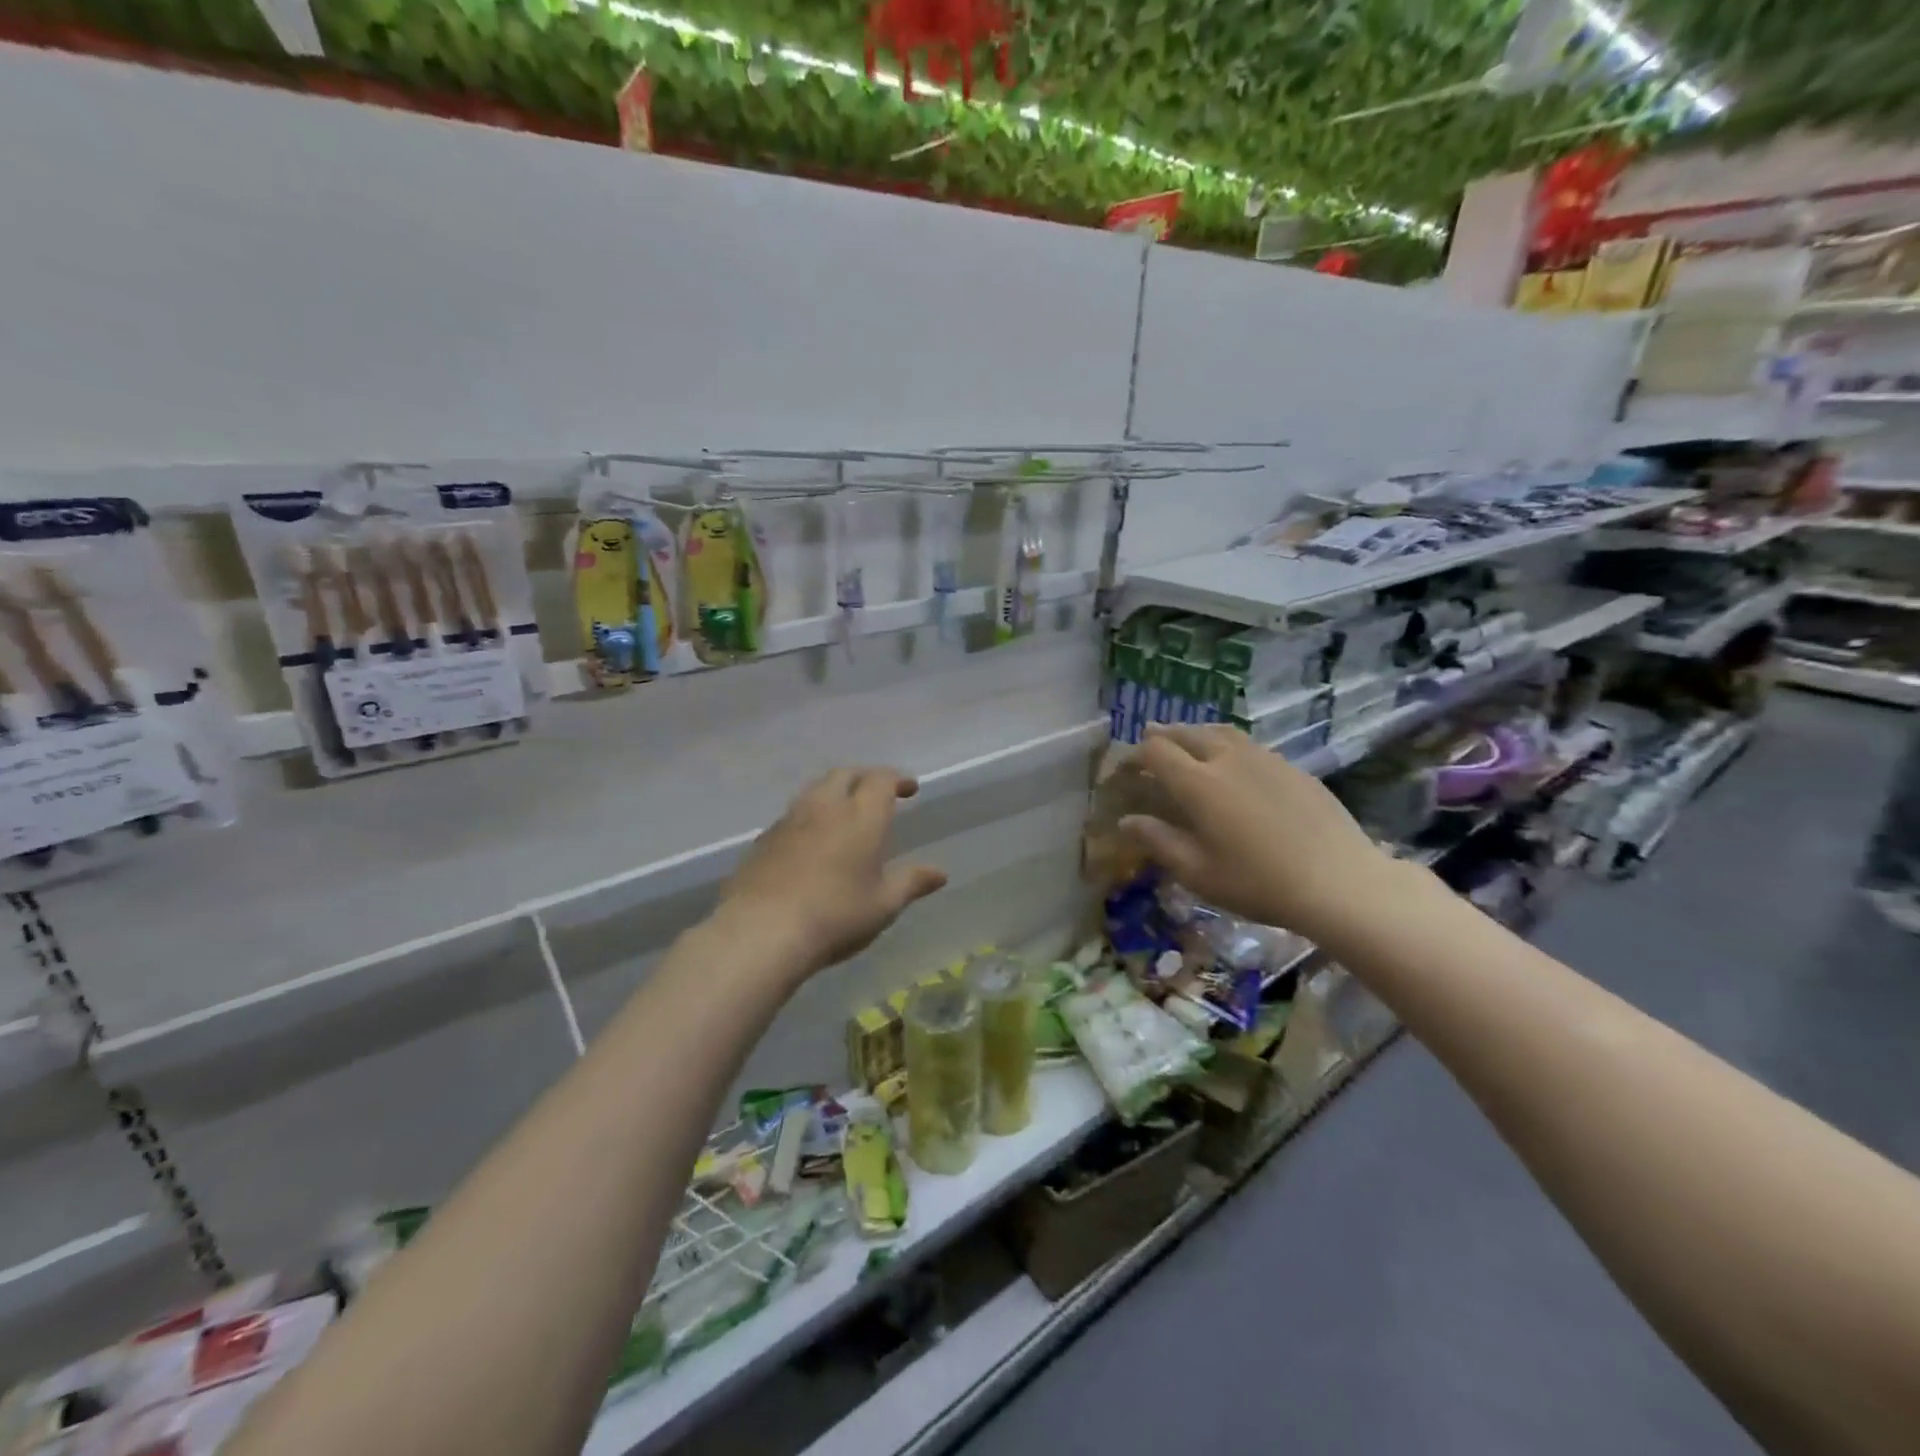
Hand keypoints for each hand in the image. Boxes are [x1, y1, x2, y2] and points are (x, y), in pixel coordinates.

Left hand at [720, 767, 948, 973]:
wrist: (762, 930)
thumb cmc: (836, 915)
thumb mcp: (883, 904)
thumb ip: (911, 882)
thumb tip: (940, 873)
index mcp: (861, 815)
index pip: (881, 779)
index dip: (896, 779)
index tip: (908, 789)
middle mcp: (825, 806)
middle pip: (845, 774)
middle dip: (864, 778)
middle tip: (877, 793)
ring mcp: (790, 820)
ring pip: (814, 790)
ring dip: (833, 792)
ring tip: (843, 812)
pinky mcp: (764, 839)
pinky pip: (792, 815)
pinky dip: (809, 817)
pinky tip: (811, 841)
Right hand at [1120, 723, 1397, 940]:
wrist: (1339, 881)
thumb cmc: (1257, 882)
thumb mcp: (1197, 872)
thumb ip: (1158, 841)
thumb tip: (1126, 821)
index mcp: (1197, 783)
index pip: (1156, 750)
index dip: (1135, 754)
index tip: (1126, 767)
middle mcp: (1227, 759)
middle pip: (1187, 732)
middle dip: (1163, 735)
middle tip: (1150, 742)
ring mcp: (1264, 758)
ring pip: (1221, 732)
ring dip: (1196, 733)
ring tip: (1188, 741)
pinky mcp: (1291, 767)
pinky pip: (1249, 745)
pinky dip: (1228, 745)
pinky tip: (1234, 764)